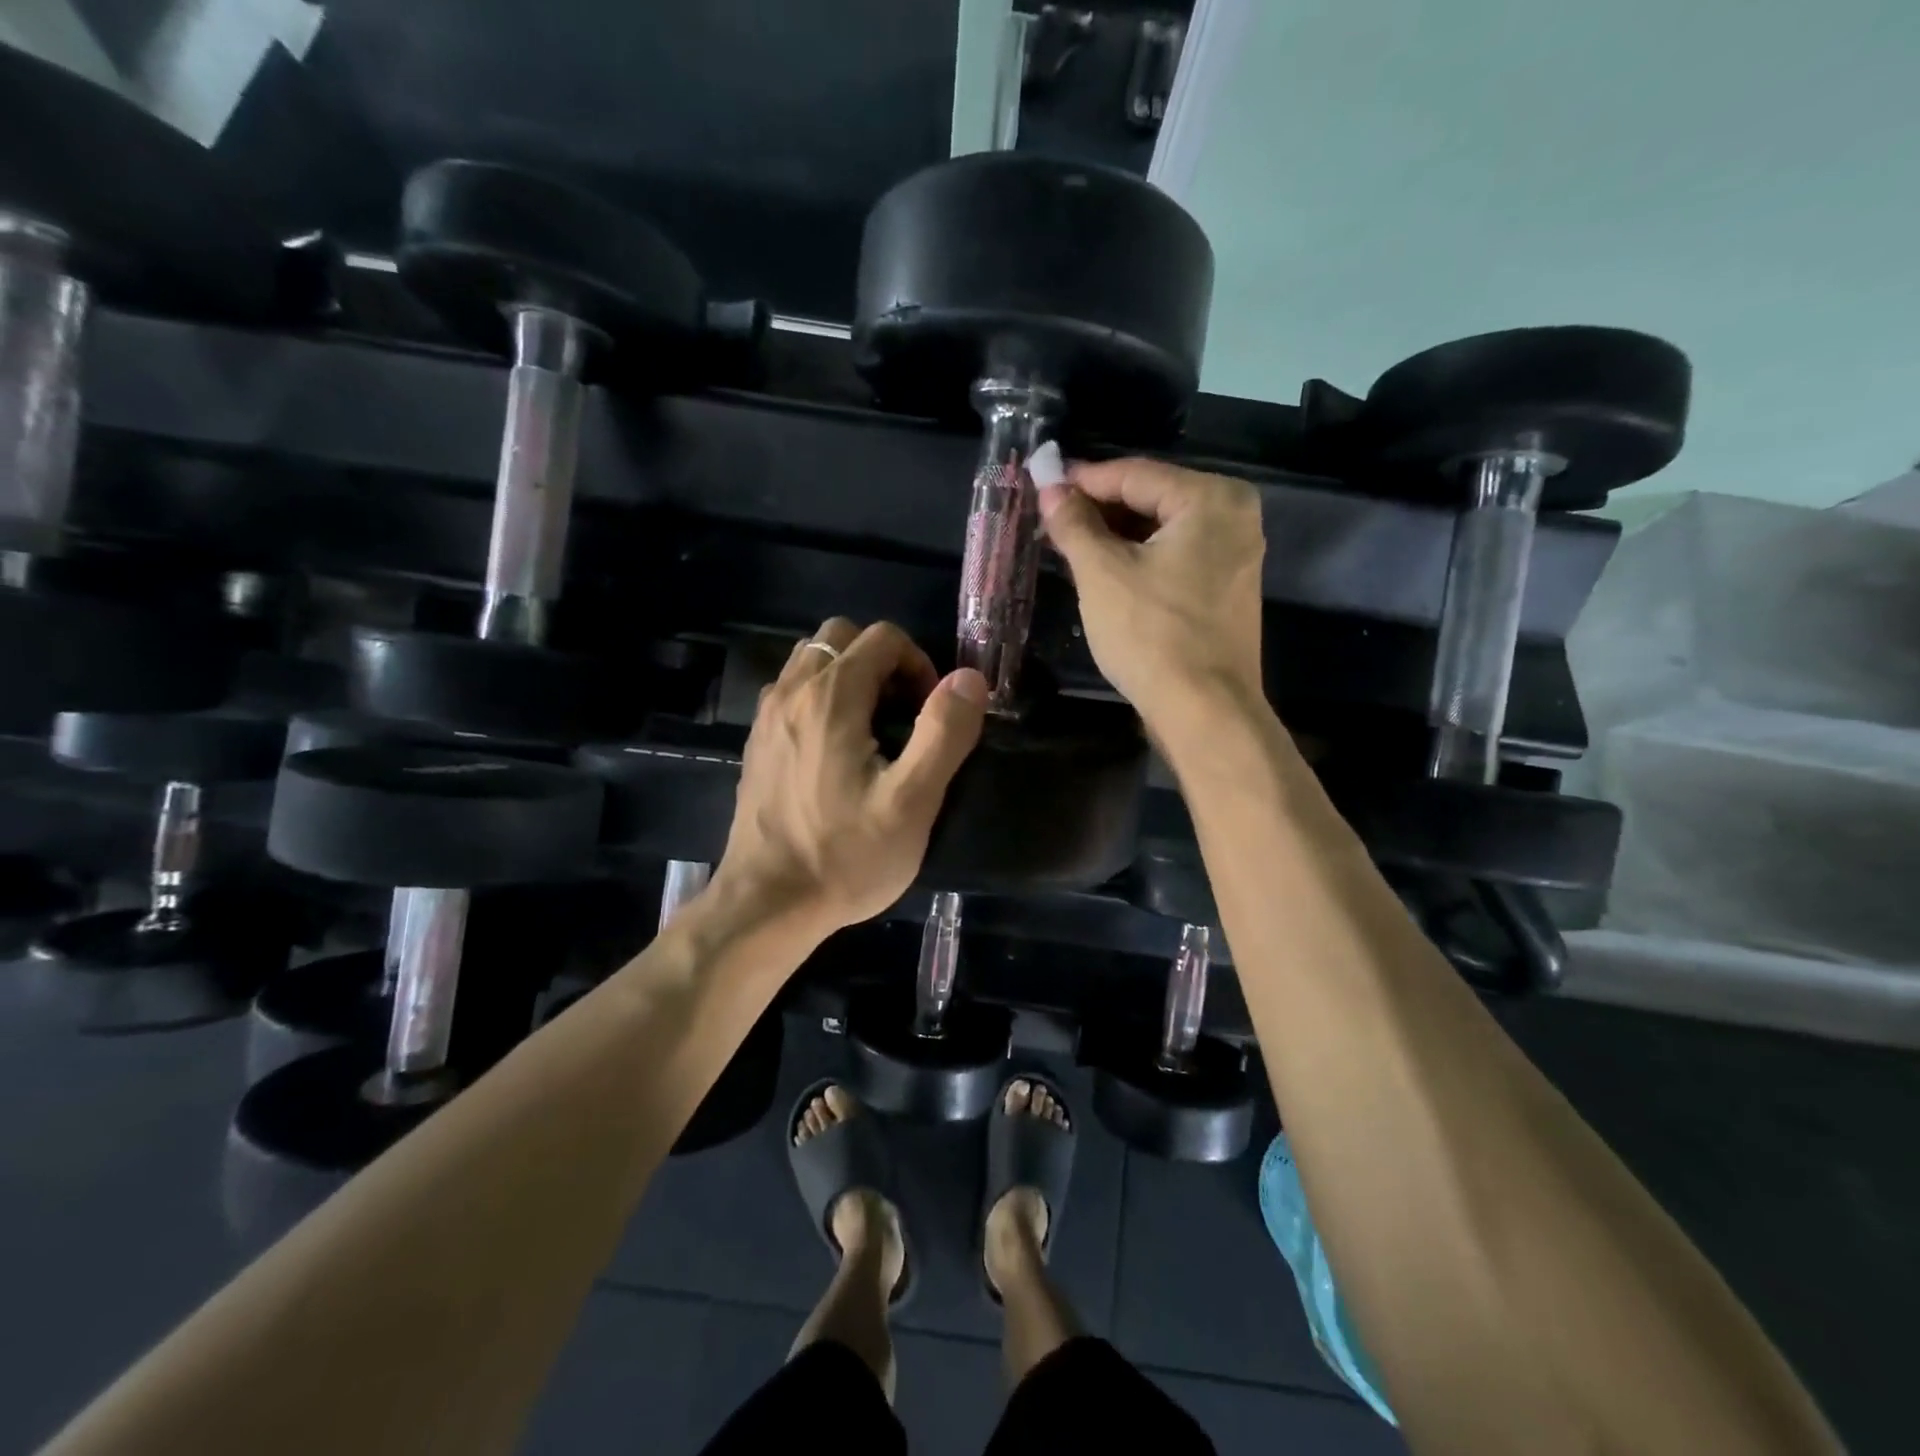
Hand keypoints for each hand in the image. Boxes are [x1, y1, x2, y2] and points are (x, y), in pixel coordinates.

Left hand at [714, 618, 988, 934]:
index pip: (882, 637)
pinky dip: (820, 698)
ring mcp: (766, 717)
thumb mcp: (912, 801)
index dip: (918, 663)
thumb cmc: (845, 856)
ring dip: (848, 676)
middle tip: (903, 713)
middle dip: (881, 661)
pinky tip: (835, 751)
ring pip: (811, 661)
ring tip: (872, 728)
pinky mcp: (757, 744)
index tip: (930, 712)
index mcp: (831, 697)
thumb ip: (944, 732)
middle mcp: (791, 692)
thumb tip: (969, 678)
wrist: (767, 904)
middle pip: (840, 637)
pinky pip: (791, 692)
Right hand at [1037, 458, 1265, 746]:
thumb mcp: (1102, 573)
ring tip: (1068, 545)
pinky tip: (1103, 571)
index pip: (1134, 474)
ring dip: (1115, 536)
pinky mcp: (1226, 589)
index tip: (1041, 484)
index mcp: (1212, 499)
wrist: (1204, 710)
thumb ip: (1074, 524)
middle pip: (1152, 499)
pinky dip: (1139, 559)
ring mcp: (1236, 555)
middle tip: (1051, 518)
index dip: (1082, 479)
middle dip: (1099, 510)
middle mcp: (1234, 516)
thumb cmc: (1152, 634)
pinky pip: (1176, 557)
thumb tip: (1050, 487)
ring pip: (1162, 531)